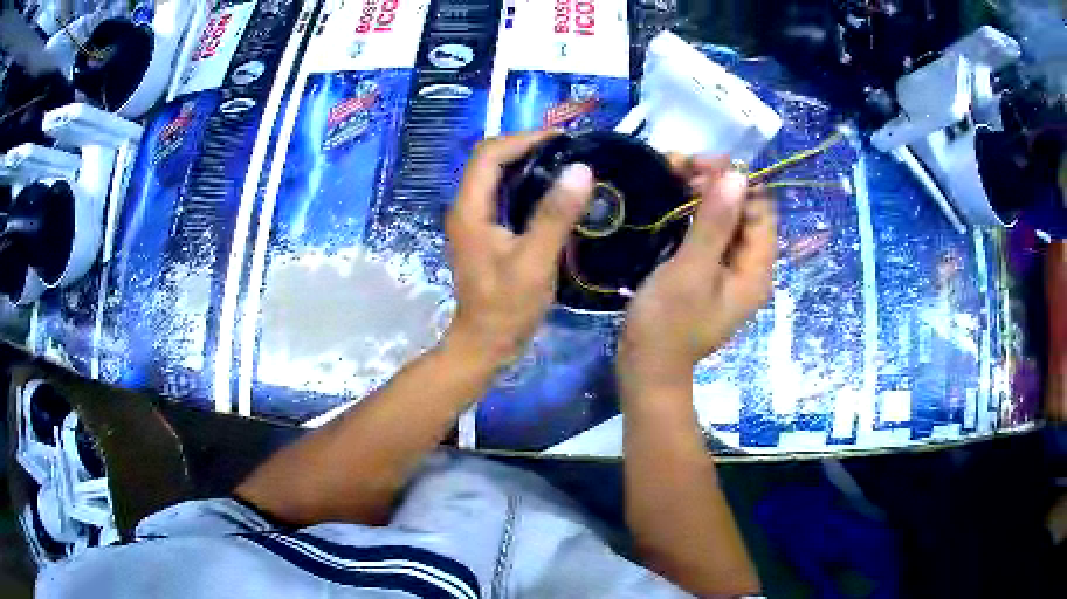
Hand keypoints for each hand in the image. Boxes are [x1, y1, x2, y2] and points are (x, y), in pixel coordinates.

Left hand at [444, 131, 593, 367]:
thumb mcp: (535, 262)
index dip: (524, 139)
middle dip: (527, 147)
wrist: (485, 343)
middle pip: (490, 160)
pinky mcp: (485, 232)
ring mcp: (474, 220)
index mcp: (470, 209)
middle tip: (569, 149)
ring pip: (496, 176)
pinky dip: (527, 184)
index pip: (489, 155)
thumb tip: (582, 169)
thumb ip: (555, 215)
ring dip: (528, 164)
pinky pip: (504, 195)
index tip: (563, 140)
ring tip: (566, 163)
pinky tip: (553, 192)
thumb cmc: (507, 308)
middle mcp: (466, 208)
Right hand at [619, 157, 776, 387]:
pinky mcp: (709, 271)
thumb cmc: (667, 324)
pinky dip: (692, 209)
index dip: (735, 180)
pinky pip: (710, 230)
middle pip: (744, 210)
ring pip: (725, 216)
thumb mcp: (691, 271)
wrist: (646, 368)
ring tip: (670, 170)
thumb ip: (715, 223)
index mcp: (756, 270)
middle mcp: (749, 266)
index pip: (761, 208)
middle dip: (715, 182)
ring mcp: (729, 269)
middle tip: (678, 165)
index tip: (698, 165)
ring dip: (701, 191)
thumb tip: (737, 175)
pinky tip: (670, 194)